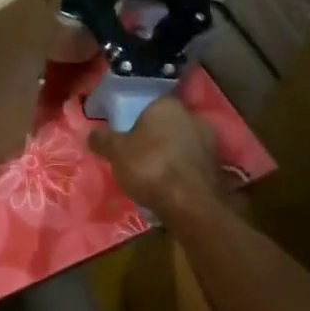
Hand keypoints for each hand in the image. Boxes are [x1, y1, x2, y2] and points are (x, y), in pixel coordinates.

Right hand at [88, 97, 226, 216]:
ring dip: (170, 153)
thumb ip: (102, 140)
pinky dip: (181, 169)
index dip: (135, 118)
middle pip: (167, 124)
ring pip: (182, 142)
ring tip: (152, 172)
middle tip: (136, 152)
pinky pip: (192, 161)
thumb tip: (91, 133)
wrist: (190, 205)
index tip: (125, 133)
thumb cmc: (149, 167)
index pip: (149, 105)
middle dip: (154, 136)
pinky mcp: (218, 165)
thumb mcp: (115, 152)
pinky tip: (169, 184)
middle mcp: (193, 116)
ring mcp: (210, 141)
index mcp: (167, 105)